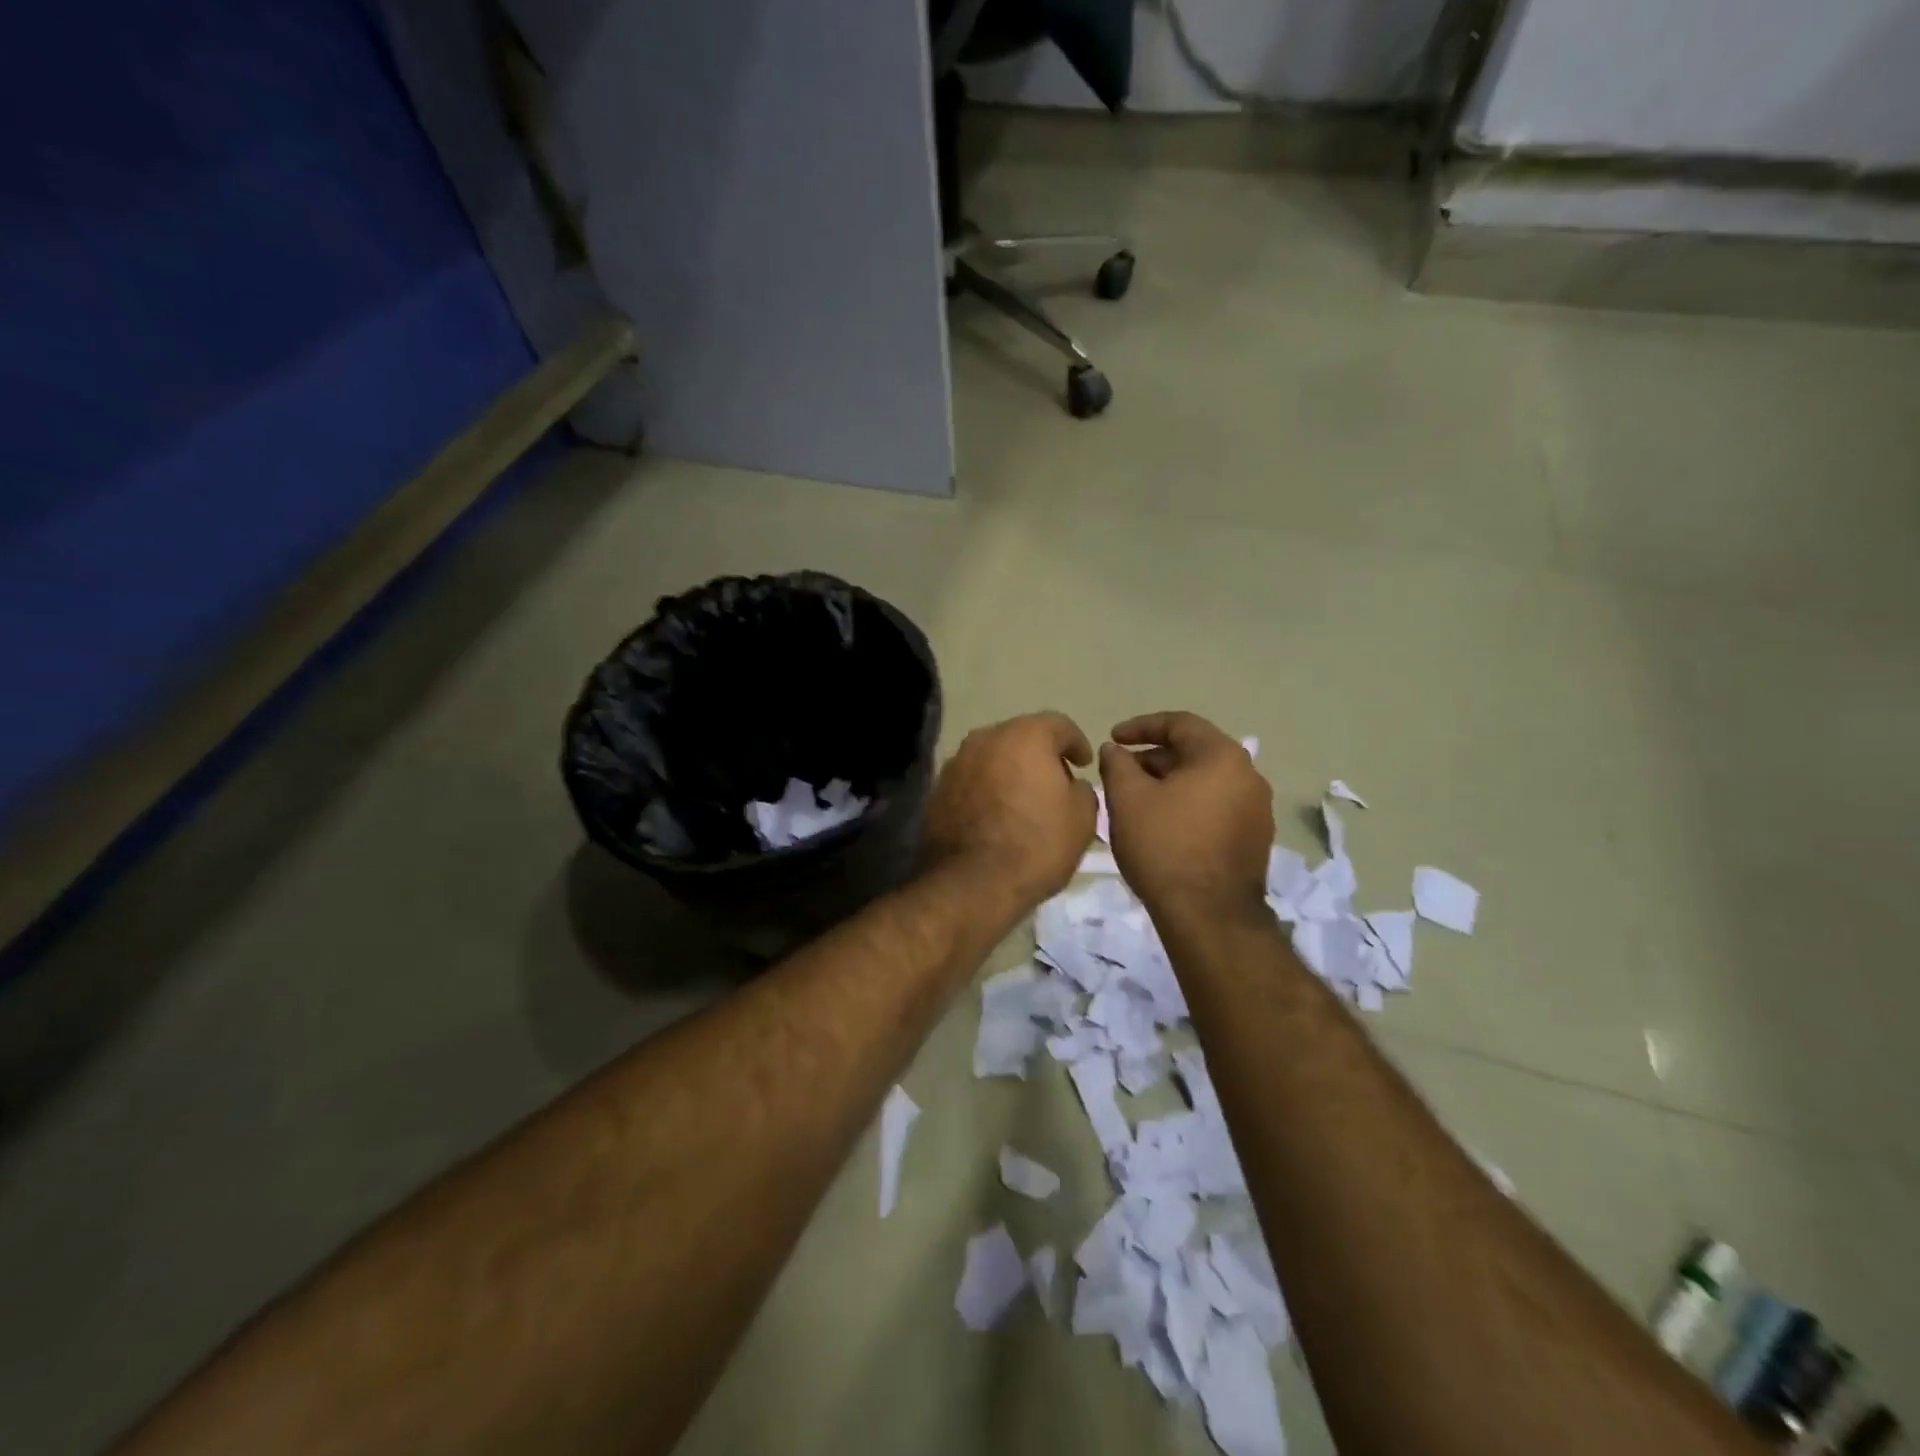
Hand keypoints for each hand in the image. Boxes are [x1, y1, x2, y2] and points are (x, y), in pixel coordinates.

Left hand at [922, 712, 1097, 913]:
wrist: (971, 883)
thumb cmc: (1036, 845)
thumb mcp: (1082, 819)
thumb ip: (1083, 790)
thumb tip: (1071, 785)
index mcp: (1025, 736)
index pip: (1058, 725)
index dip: (1076, 743)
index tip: (1084, 763)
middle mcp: (986, 739)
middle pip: (1021, 737)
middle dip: (1040, 755)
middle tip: (1056, 781)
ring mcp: (956, 763)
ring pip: (992, 757)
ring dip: (1010, 771)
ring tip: (1023, 798)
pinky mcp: (938, 789)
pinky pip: (972, 780)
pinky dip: (986, 789)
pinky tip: (996, 814)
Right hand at [1099, 711, 1273, 923]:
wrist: (1209, 917)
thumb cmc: (1164, 847)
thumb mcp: (1127, 799)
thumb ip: (1117, 764)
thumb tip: (1115, 749)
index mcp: (1222, 756)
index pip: (1179, 724)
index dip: (1140, 727)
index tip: (1112, 738)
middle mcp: (1249, 775)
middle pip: (1194, 752)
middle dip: (1153, 759)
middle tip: (1120, 774)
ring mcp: (1257, 809)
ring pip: (1205, 782)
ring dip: (1170, 783)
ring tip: (1137, 801)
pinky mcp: (1255, 838)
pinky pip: (1216, 806)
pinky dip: (1188, 805)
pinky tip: (1163, 825)